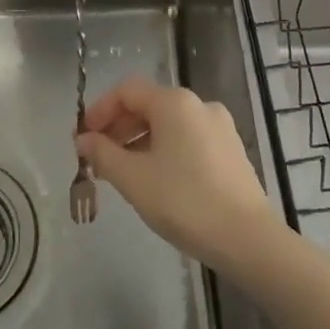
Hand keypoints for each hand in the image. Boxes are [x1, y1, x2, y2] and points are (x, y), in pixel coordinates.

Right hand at [76, 78, 280, 270]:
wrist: (246, 238)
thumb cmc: (183, 202)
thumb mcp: (133, 179)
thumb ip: (103, 154)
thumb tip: (83, 140)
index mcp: (174, 102)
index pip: (127, 90)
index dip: (100, 110)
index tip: (83, 138)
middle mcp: (199, 104)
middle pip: (149, 104)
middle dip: (119, 127)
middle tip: (98, 158)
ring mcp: (219, 126)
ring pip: (169, 123)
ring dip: (140, 140)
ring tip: (123, 172)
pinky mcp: (231, 149)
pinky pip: (188, 138)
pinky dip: (165, 149)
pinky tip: (156, 179)